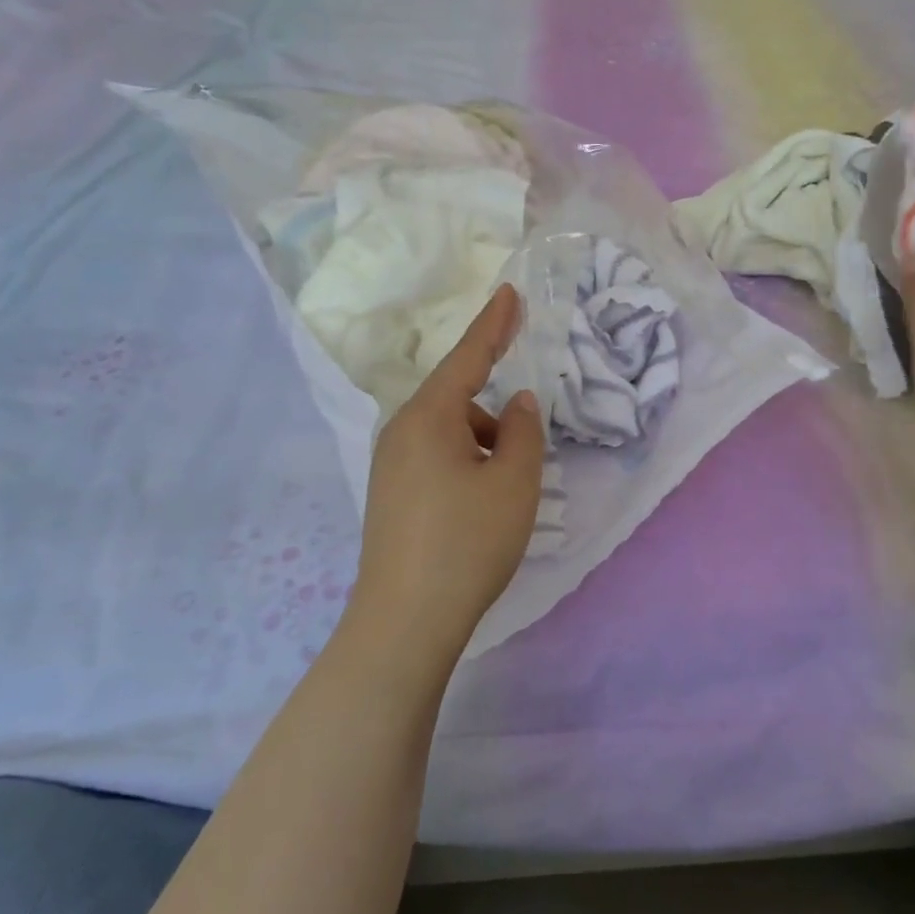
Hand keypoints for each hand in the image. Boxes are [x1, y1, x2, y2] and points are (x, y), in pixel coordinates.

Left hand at [351, 284, 544, 659]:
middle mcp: (401, 431)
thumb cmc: (467, 541)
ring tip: (507, 491)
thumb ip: (522, 431)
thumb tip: (516, 403)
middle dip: (496, 415)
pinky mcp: (390, 494)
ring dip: (484, 445)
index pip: (468, 356)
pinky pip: (436, 458)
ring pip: (449, 433)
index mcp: (429, 417)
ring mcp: (390, 464)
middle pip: (458, 399)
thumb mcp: (514, 482)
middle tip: (524, 448)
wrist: (405, 621)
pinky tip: (482, 504)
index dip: (494, 323)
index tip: (510, 292)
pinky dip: (467, 464)